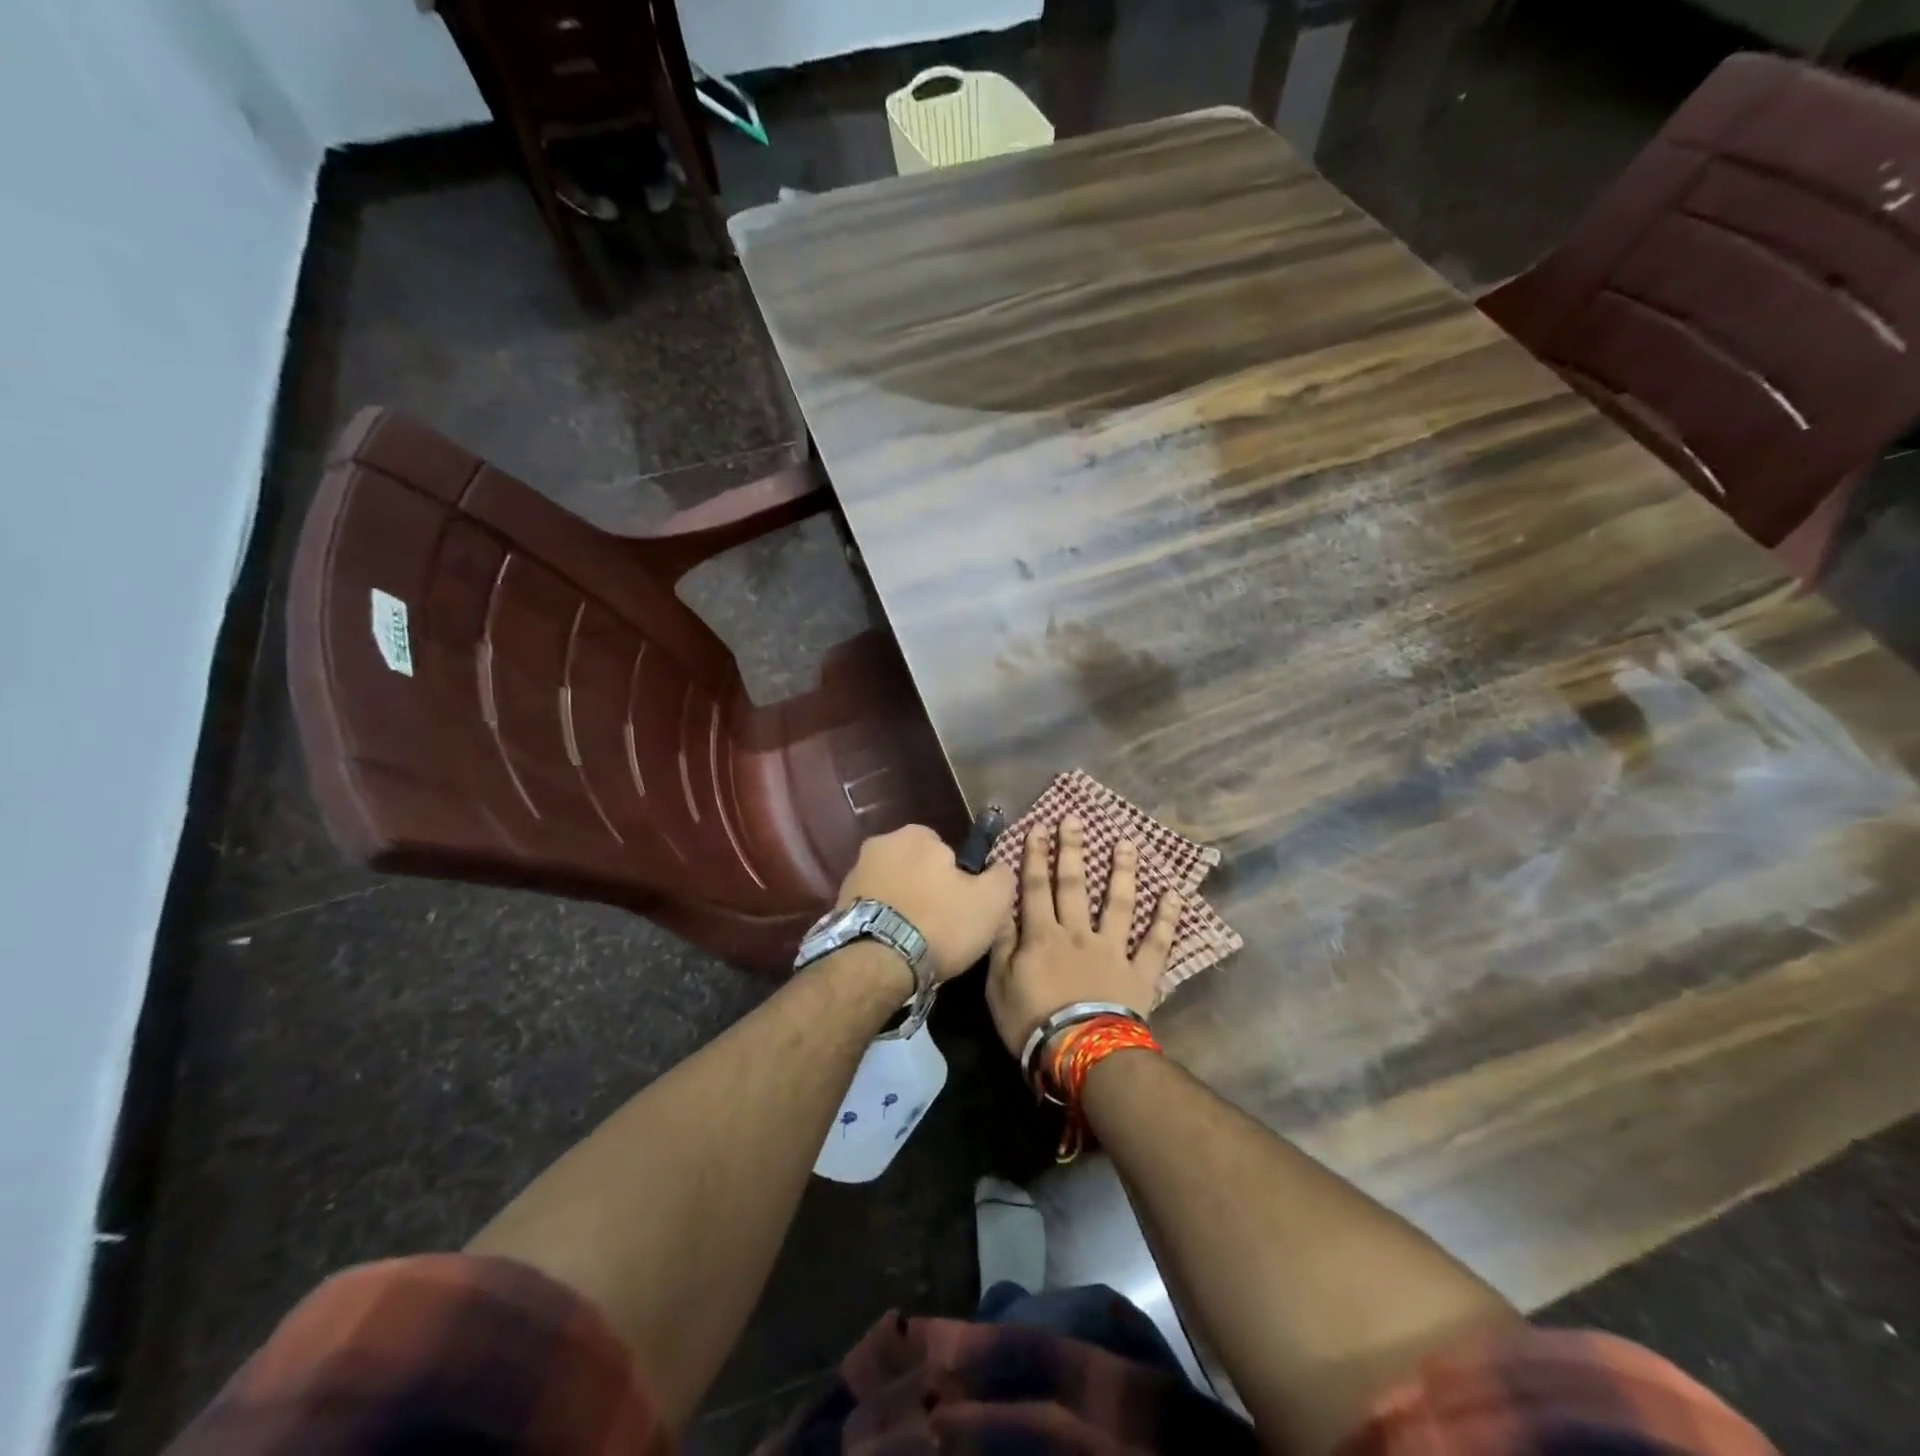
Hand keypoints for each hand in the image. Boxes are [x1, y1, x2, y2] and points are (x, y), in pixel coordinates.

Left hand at [836, 824, 1015, 983]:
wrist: (876, 963)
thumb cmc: (939, 924)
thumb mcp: (991, 901)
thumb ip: (1001, 876)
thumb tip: (998, 868)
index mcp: (917, 834)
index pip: (945, 849)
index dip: (956, 877)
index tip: (960, 904)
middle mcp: (881, 843)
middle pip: (915, 865)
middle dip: (926, 888)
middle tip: (939, 924)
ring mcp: (855, 872)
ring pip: (893, 886)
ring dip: (903, 904)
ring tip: (914, 939)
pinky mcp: (838, 902)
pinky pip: (873, 907)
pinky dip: (883, 920)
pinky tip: (892, 944)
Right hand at [986, 815, 1182, 1057]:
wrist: (1082, 1053)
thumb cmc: (1031, 1023)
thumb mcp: (999, 985)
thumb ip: (1002, 944)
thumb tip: (1001, 908)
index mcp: (1042, 935)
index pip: (1035, 887)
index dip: (1035, 856)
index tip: (1039, 827)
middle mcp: (1077, 933)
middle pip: (1074, 884)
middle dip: (1073, 849)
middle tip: (1075, 819)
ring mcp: (1112, 950)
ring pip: (1118, 903)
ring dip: (1122, 872)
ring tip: (1126, 843)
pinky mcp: (1139, 972)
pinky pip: (1156, 943)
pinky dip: (1166, 919)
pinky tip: (1174, 895)